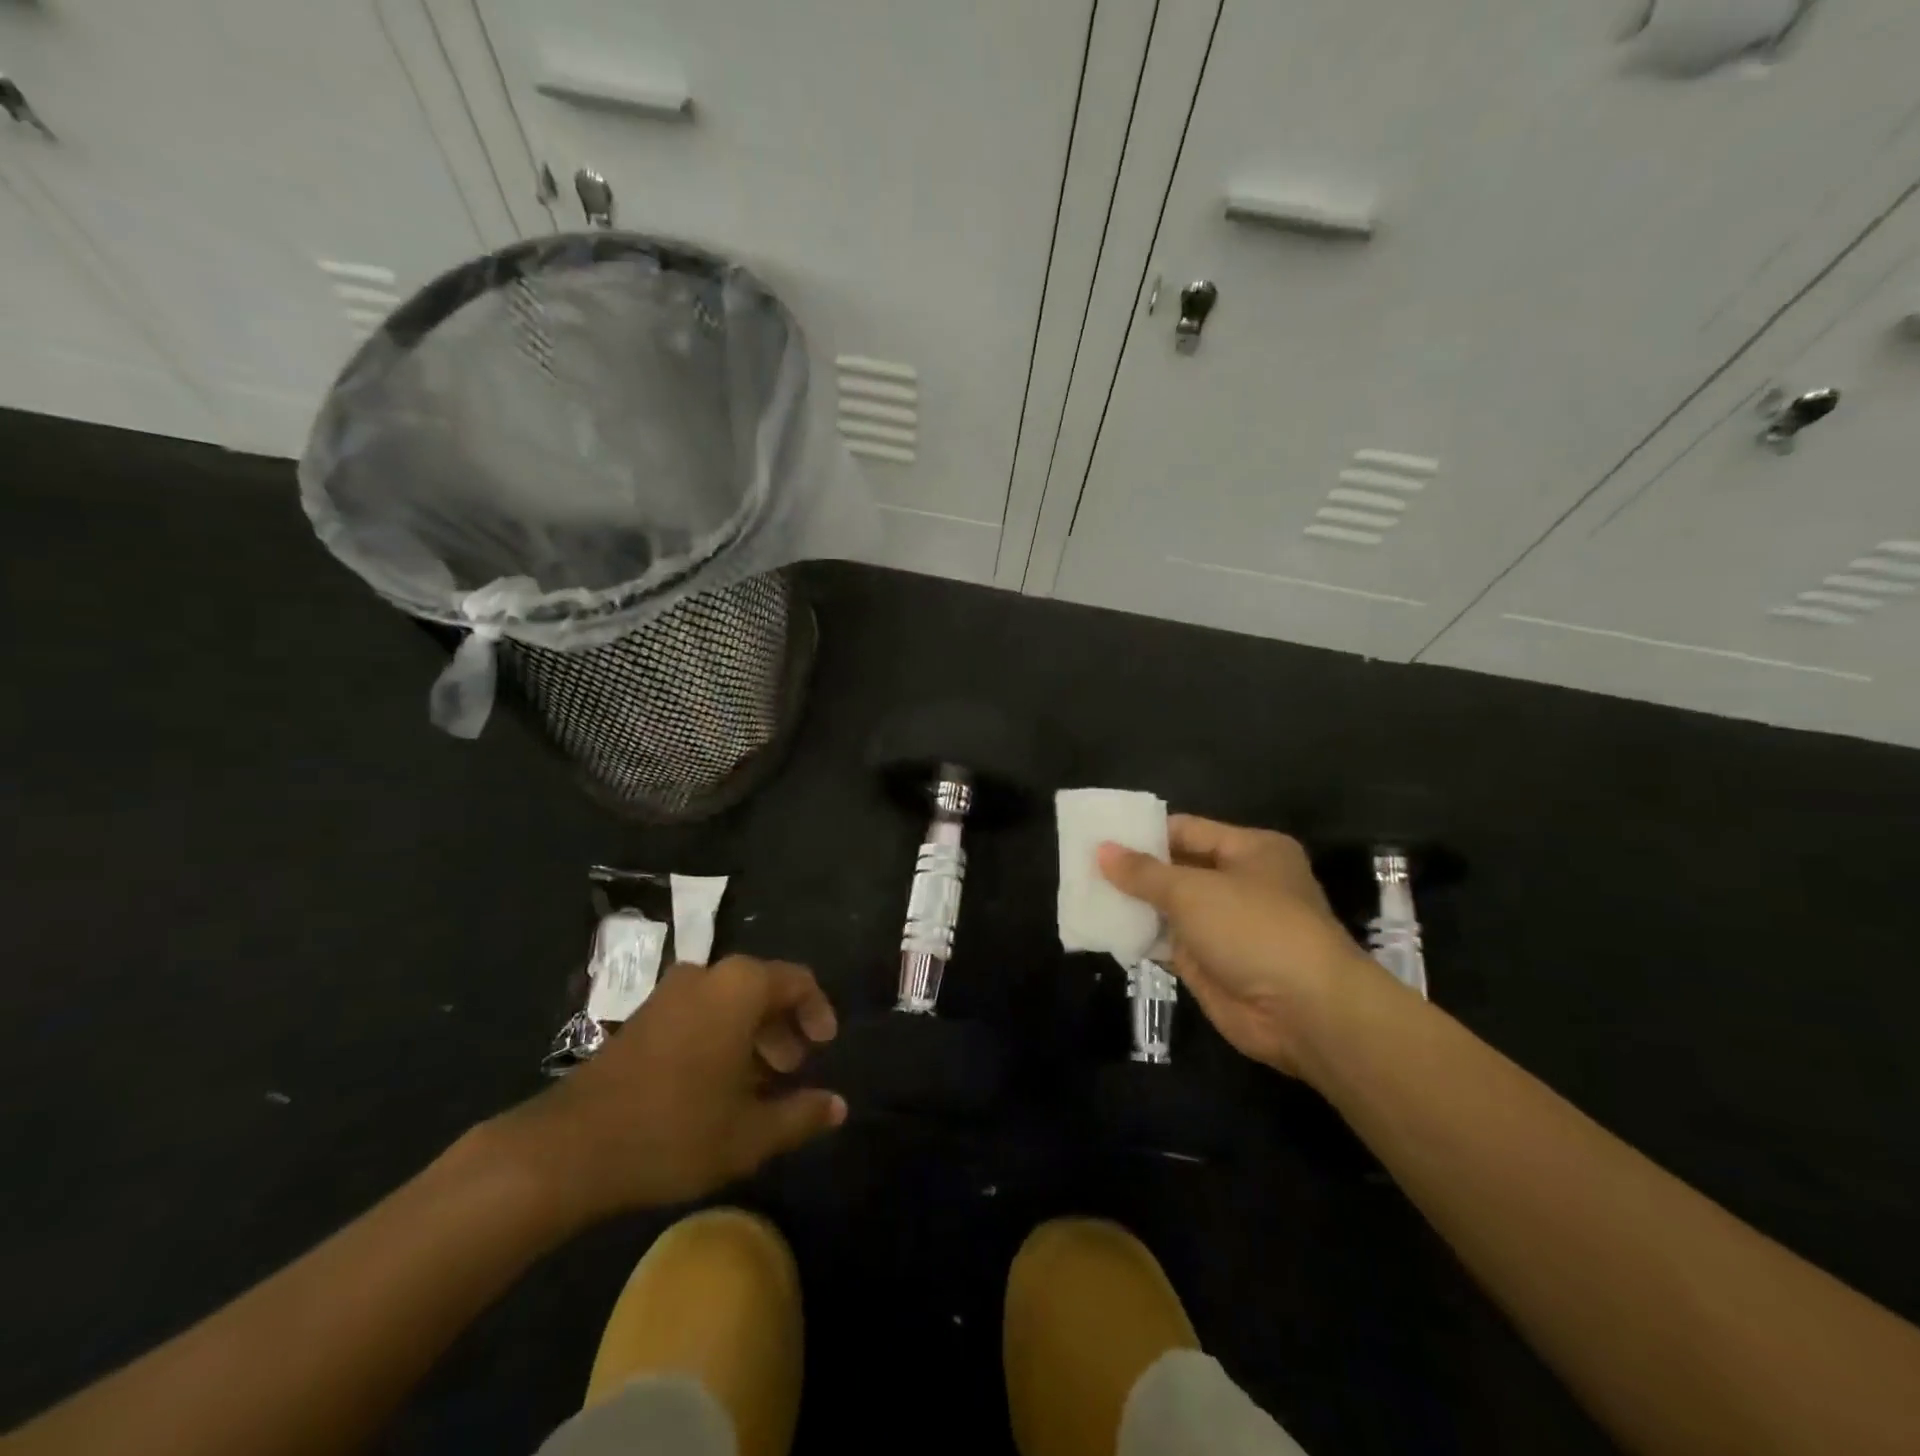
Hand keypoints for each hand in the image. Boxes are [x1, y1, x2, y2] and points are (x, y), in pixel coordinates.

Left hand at [491, 956, 846, 1226]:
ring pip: (729, 1002)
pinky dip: (720, 1038)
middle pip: (762, 988)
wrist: (571, 1147)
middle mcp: (706, 976)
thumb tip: (838, 1106)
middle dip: (783, 1028)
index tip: (825, 1047)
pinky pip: (699, 1013)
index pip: (797, 980)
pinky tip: (716, 1087)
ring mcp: (669, 994)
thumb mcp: (750, 1133)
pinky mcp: (643, 1017)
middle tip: (792, 1071)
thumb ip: (801, 1115)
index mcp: (739, 987)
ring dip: (752, 1036)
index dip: (818, 1011)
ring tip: (758, 1085)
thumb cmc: (674, 1129)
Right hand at [1098, 816, 1388, 1078]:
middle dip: (1133, 868)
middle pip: (1176, 868)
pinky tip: (1102, 927)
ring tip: (1081, 892)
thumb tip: (1101, 851)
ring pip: (1169, 907)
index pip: (1186, 830)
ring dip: (1132, 903)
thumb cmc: (1255, 929)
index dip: (1143, 832)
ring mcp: (1225, 926)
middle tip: (1080, 864)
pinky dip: (1139, 935)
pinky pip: (1167, 942)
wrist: (1306, 1012)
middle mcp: (1240, 883)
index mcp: (1250, 850)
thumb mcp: (1193, 891)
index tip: (1098, 835)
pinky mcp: (1211, 963)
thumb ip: (1144, 872)